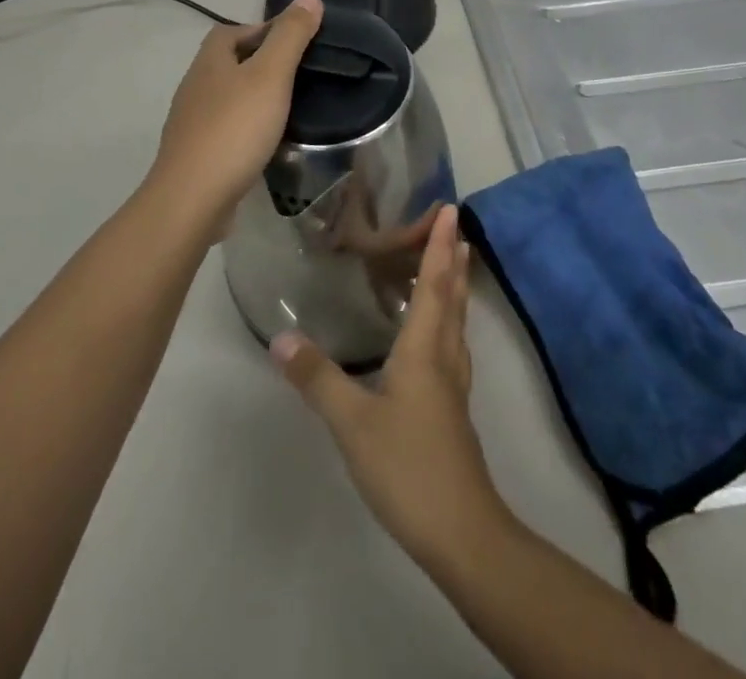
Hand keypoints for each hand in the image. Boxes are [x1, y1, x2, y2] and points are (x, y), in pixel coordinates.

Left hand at [145, 0, 323, 225]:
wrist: (192, 198)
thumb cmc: (234, 128)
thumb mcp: (270, 75)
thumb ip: (291, 36)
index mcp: (209, 62)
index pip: (230, 30)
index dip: (261, 28)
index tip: (295, 41)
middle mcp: (195, 86)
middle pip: (227, 63)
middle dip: (259, 62)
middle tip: (297, 74)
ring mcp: (191, 123)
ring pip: (226, 97)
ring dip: (253, 97)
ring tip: (288, 107)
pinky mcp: (196, 154)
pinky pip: (225, 129)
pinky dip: (246, 128)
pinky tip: (267, 142)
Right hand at [272, 204, 506, 566]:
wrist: (463, 534)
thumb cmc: (409, 467)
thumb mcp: (353, 423)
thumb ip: (318, 378)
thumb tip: (282, 336)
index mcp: (424, 350)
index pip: (433, 285)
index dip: (439, 246)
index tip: (450, 211)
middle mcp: (444, 359)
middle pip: (452, 298)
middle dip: (453, 260)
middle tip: (454, 227)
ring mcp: (453, 387)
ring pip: (456, 323)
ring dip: (456, 288)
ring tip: (454, 265)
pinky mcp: (453, 411)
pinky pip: (452, 346)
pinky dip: (448, 321)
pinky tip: (437, 336)